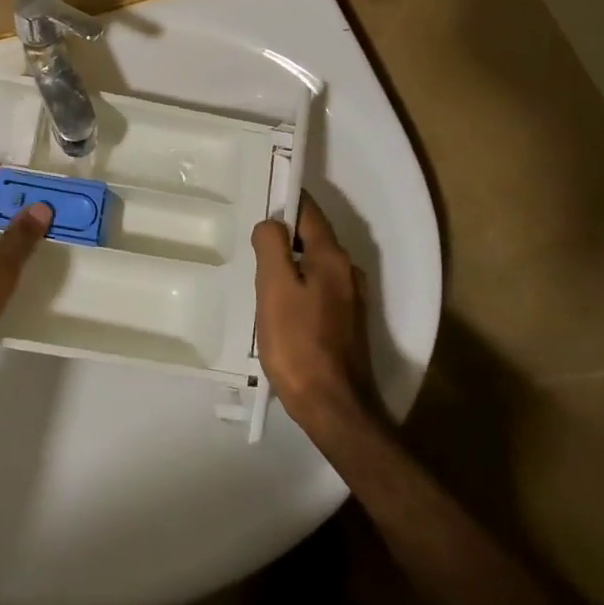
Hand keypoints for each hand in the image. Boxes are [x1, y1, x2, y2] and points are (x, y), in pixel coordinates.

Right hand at [251, 193, 376, 429]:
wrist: (333, 406)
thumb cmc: (298, 343)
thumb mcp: (274, 288)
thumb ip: (271, 246)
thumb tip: (271, 223)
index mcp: (331, 257)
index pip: (309, 211)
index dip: (286, 200)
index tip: (261, 197)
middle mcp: (347, 271)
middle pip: (313, 238)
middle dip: (285, 234)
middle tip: (252, 243)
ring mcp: (351, 300)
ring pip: (315, 266)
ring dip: (291, 264)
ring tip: (261, 276)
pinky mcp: (347, 324)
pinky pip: (319, 290)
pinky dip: (299, 287)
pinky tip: (281, 306)